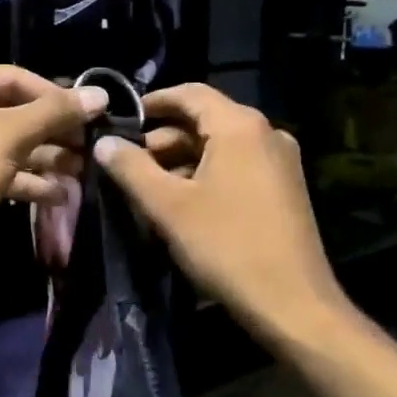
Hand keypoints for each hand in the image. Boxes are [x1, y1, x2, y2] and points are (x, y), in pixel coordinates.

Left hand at [0, 66, 107, 272]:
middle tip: (89, 144)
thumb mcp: (13, 134)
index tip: (89, 113)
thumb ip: (57, 112)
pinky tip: (59, 195)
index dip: (54, 95)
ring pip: (9, 144)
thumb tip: (101, 94)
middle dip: (53, 130)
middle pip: (13, 112)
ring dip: (46, 157)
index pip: (13, 77)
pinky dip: (27, 180)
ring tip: (82, 170)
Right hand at [93, 84, 345, 337]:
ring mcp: (280, 162)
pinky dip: (207, 174)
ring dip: (183, 159)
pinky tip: (183, 202)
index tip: (122, 119)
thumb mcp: (168, 206)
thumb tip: (104, 142)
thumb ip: (132, 168)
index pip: (191, 93)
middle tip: (129, 163)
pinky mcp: (285, 189)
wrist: (292, 303)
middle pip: (206, 120)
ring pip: (221, 146)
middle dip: (164, 138)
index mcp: (240, 126)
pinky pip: (239, 166)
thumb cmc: (226, 246)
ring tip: (149, 187)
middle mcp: (267, 133)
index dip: (153, 101)